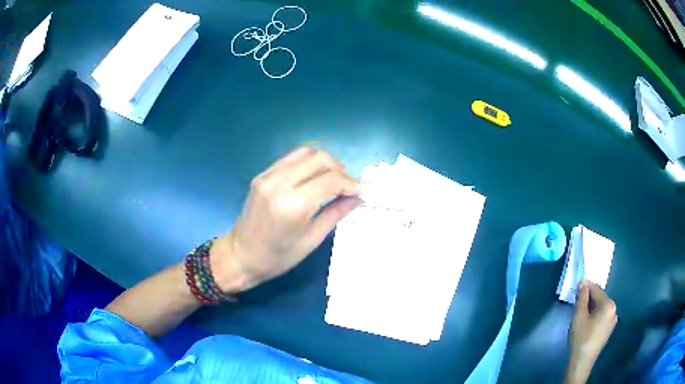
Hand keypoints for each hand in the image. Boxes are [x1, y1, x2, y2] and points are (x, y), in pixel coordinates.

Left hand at [211, 147, 362, 291]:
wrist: (242, 255)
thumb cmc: (279, 256)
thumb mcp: (313, 238)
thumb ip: (337, 212)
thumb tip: (360, 196)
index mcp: (292, 205)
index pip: (331, 180)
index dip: (352, 183)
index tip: (364, 190)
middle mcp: (279, 183)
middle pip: (320, 159)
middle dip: (340, 169)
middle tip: (349, 187)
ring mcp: (267, 175)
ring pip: (306, 153)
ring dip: (325, 163)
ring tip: (333, 180)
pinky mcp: (262, 174)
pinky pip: (291, 158)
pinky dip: (308, 163)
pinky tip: (314, 177)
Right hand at [564, 280, 617, 383]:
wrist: (581, 363)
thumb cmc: (580, 338)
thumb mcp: (578, 316)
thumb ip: (582, 298)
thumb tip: (583, 282)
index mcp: (608, 304)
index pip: (597, 289)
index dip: (586, 287)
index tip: (576, 286)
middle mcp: (614, 309)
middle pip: (600, 298)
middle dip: (589, 298)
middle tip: (576, 301)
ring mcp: (612, 320)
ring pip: (601, 308)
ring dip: (591, 307)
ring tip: (580, 312)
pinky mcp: (609, 329)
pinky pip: (602, 316)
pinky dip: (595, 315)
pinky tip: (586, 322)